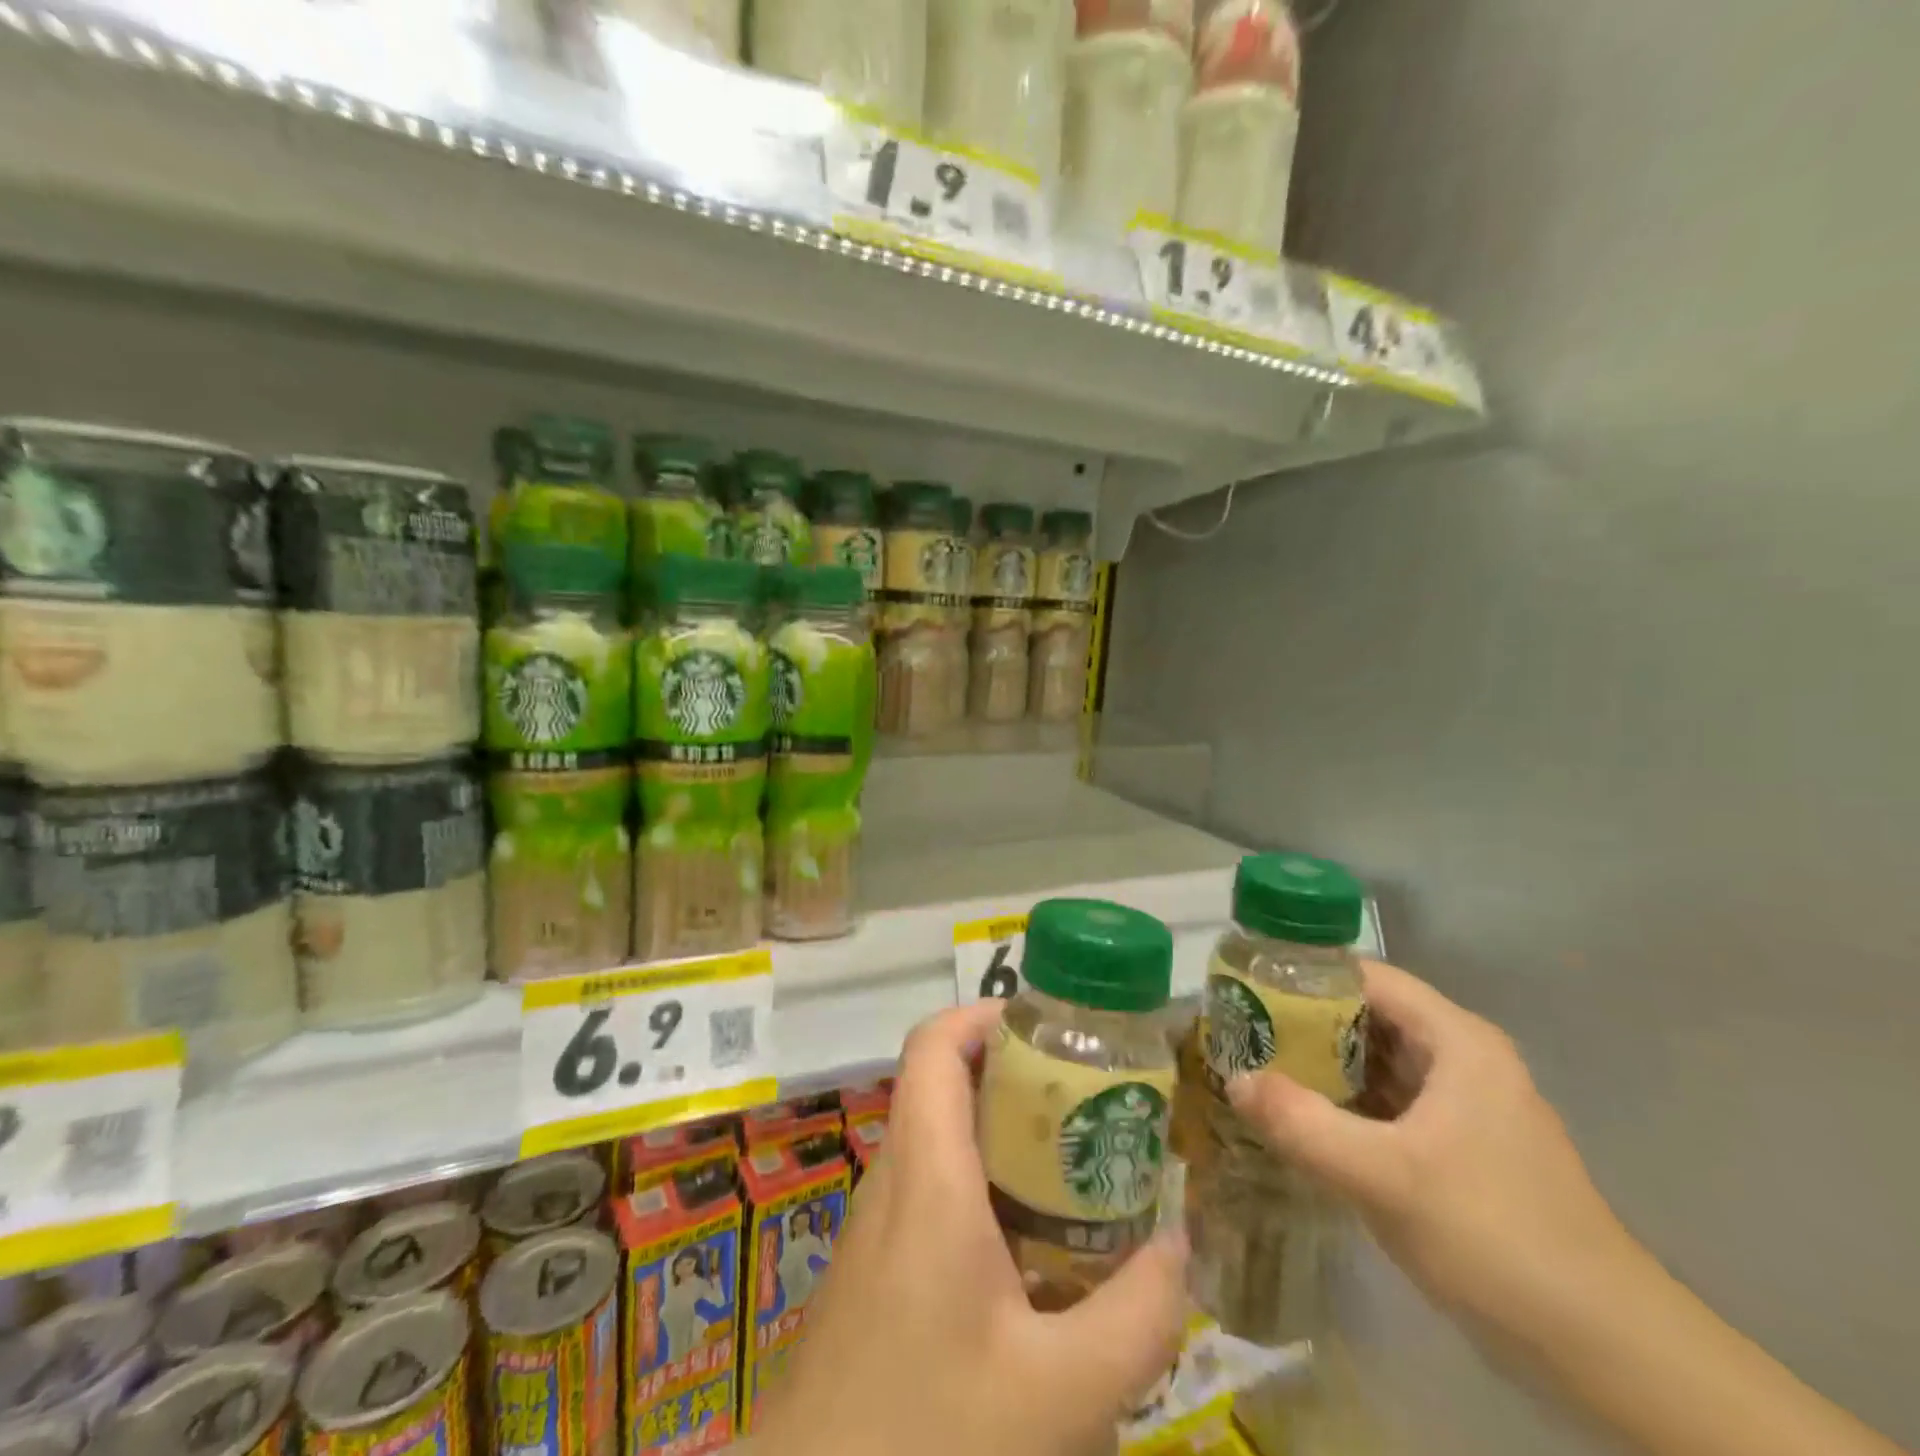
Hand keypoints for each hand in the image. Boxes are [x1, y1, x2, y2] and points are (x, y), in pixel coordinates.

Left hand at [756, 1001, 1189, 1455]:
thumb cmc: (927, 1433)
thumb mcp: (1057, 1393)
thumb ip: (1134, 1317)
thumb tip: (1181, 1245)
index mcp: (927, 1175)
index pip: (933, 1045)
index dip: (983, 1013)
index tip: (1047, 1023)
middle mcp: (894, 1180)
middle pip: (944, 1084)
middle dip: (1014, 1074)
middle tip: (1086, 1095)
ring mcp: (877, 1224)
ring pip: (939, 1140)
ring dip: (1001, 1134)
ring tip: (1074, 1163)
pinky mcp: (874, 1267)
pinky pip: (931, 1192)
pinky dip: (982, 1187)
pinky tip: (1030, 1249)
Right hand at [1226, 960, 1641, 1337]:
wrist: (1605, 1351)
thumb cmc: (1496, 1237)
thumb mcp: (1385, 1177)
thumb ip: (1302, 1123)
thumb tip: (1232, 1079)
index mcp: (1457, 1041)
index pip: (1368, 978)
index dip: (1306, 974)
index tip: (1249, 985)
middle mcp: (1461, 1060)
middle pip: (1369, 1017)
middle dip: (1304, 1022)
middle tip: (1241, 1030)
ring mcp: (1463, 1107)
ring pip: (1377, 1064)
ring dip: (1321, 1065)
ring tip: (1257, 1065)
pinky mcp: (1459, 1150)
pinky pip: (1388, 1105)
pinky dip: (1345, 1104)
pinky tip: (1300, 1118)